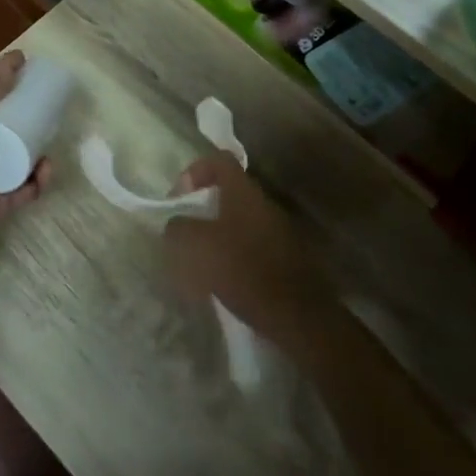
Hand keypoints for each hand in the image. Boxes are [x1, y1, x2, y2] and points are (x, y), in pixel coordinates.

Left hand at [0, 51, 49, 286]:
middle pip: (1, 122)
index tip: (33, 64)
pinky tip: (44, 178)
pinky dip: (32, 184)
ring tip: (51, 150)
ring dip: (33, 152)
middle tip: (53, 111)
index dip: (6, 73)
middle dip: (26, 114)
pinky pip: (15, 189)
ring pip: (11, 157)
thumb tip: (12, 61)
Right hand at [162, 155, 334, 346]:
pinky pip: (253, 246)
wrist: (297, 316)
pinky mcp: (287, 259)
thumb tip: (178, 225)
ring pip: (240, 221)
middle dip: (204, 209)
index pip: (219, 160)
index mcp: (243, 192)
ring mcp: (280, 231)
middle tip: (186, 232)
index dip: (195, 170)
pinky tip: (225, 281)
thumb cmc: (242, 270)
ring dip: (219, 234)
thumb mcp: (195, 246)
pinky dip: (236, 256)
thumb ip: (178, 227)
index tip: (180, 198)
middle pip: (229, 193)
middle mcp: (265, 204)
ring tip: (201, 262)